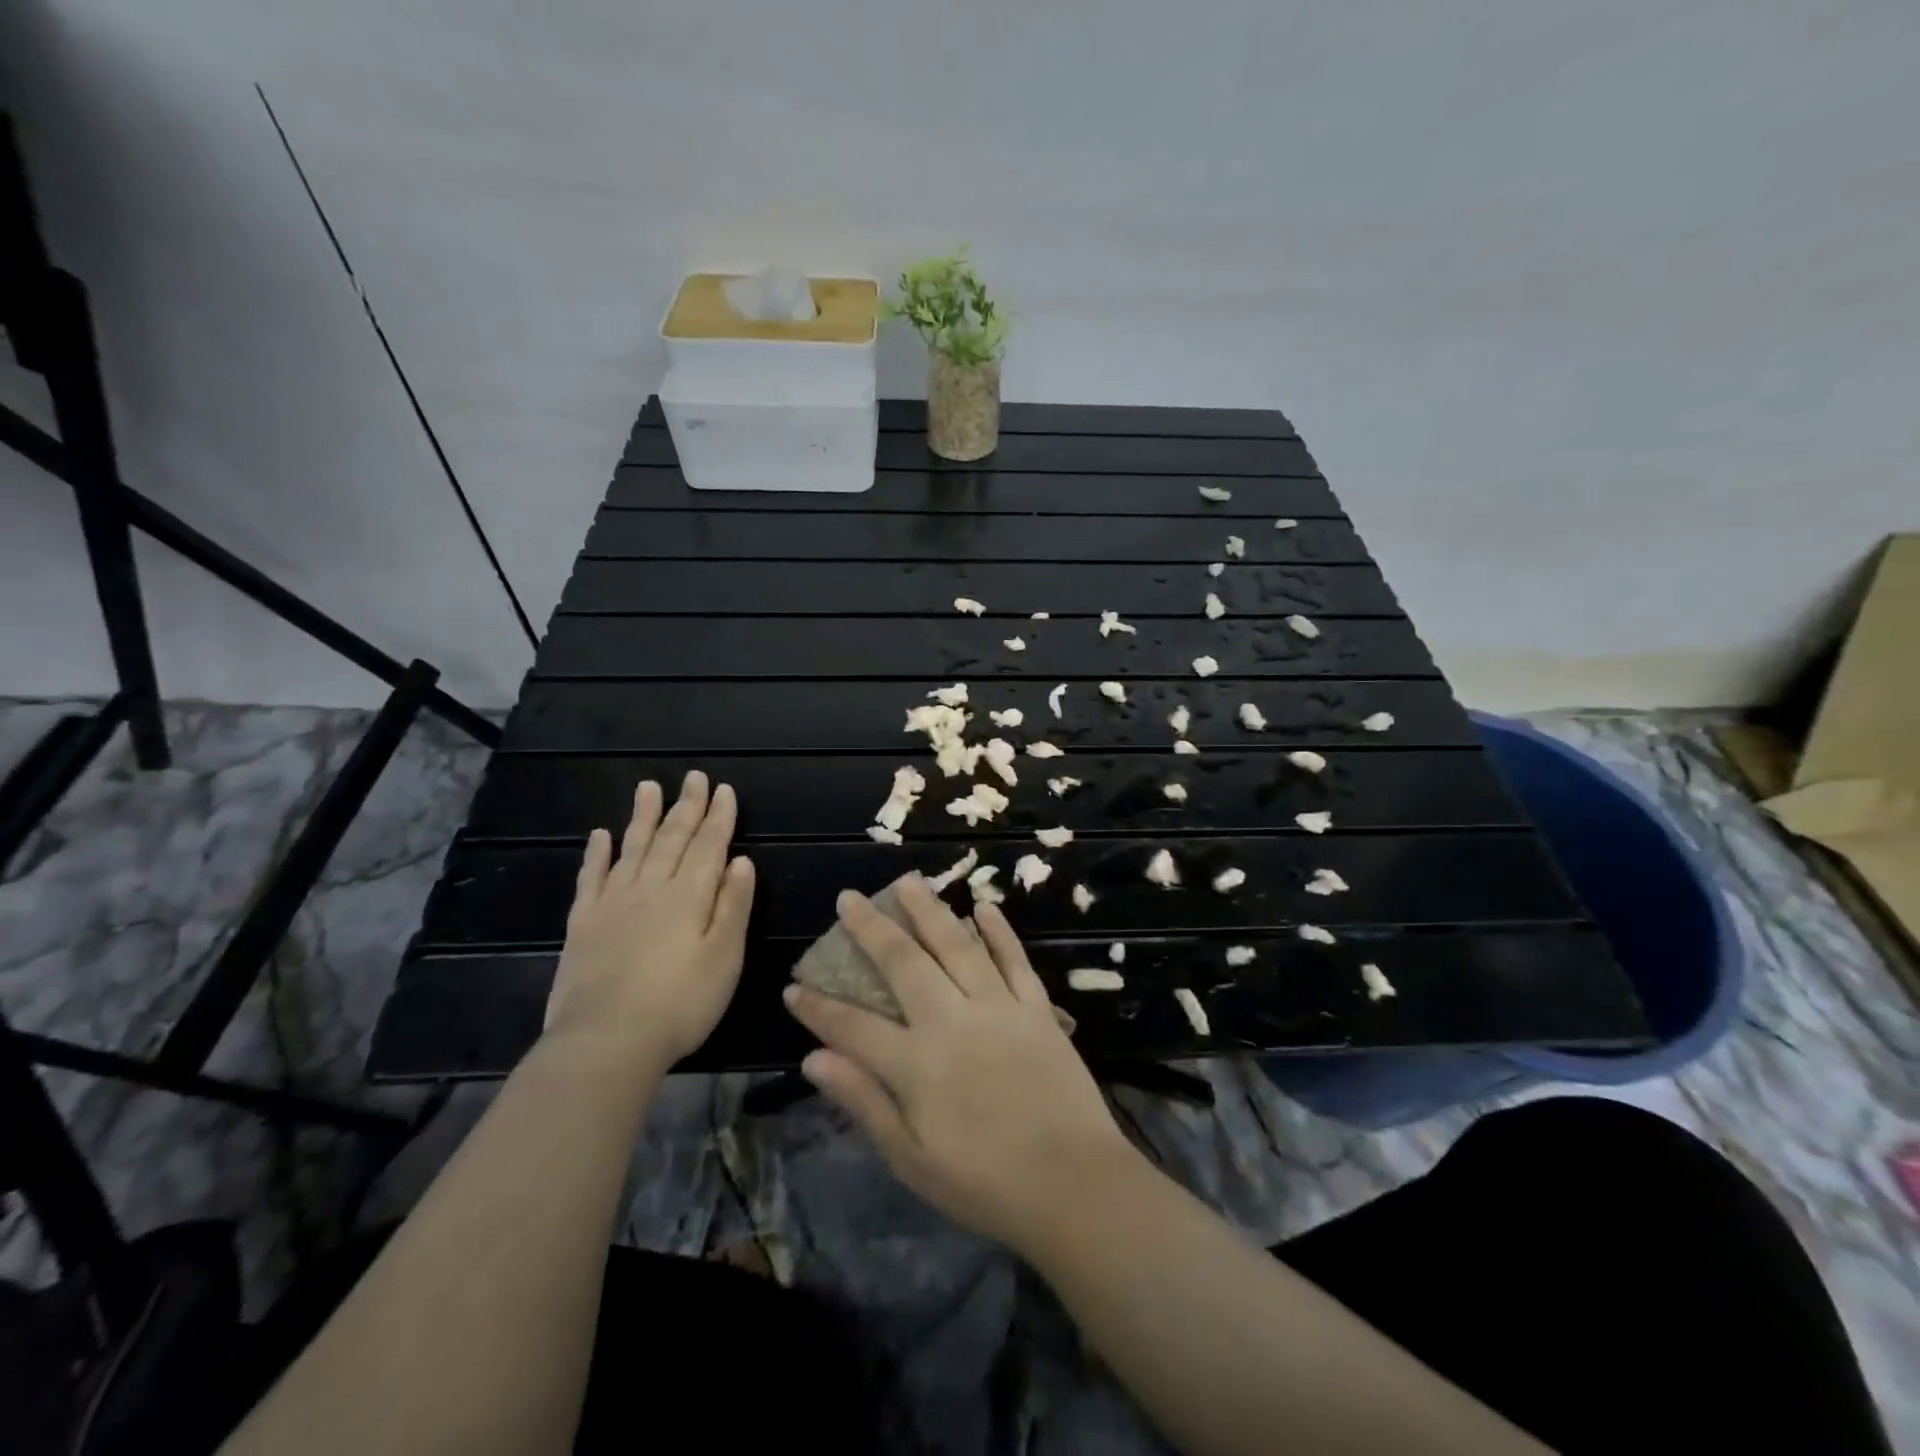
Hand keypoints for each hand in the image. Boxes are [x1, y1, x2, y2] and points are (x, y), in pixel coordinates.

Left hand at [545, 771, 754, 1072]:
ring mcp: (613, 903)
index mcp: (689, 896)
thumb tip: (741, 861)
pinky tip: (601, 835)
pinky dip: (597, 854)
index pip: (709, 846)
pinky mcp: (584, 924)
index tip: (724, 790)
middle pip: (672, 839)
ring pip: (632, 848)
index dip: (719, 817)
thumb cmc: (680, 1004)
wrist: (605, 1042)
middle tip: (694, 777)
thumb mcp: (724, 958)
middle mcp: (651, 888)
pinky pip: (592, 878)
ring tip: (648, 787)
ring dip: (643, 816)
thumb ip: (733, 907)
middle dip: (686, 807)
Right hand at [783, 875, 1134, 1250]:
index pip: (853, 1026)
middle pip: (904, 962)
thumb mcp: (912, 1159)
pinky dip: (999, 930)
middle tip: (849, 898)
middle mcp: (953, 1020)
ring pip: (957, 944)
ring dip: (929, 909)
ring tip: (908, 880)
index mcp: (917, 1064)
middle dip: (871, 928)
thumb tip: (813, 1059)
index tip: (794, 987)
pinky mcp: (1037, 1008)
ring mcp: (998, 1007)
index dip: (818, 1008)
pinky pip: (1013, 959)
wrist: (1076, 1186)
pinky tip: (983, 905)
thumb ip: (864, 1102)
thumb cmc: (986, 1184)